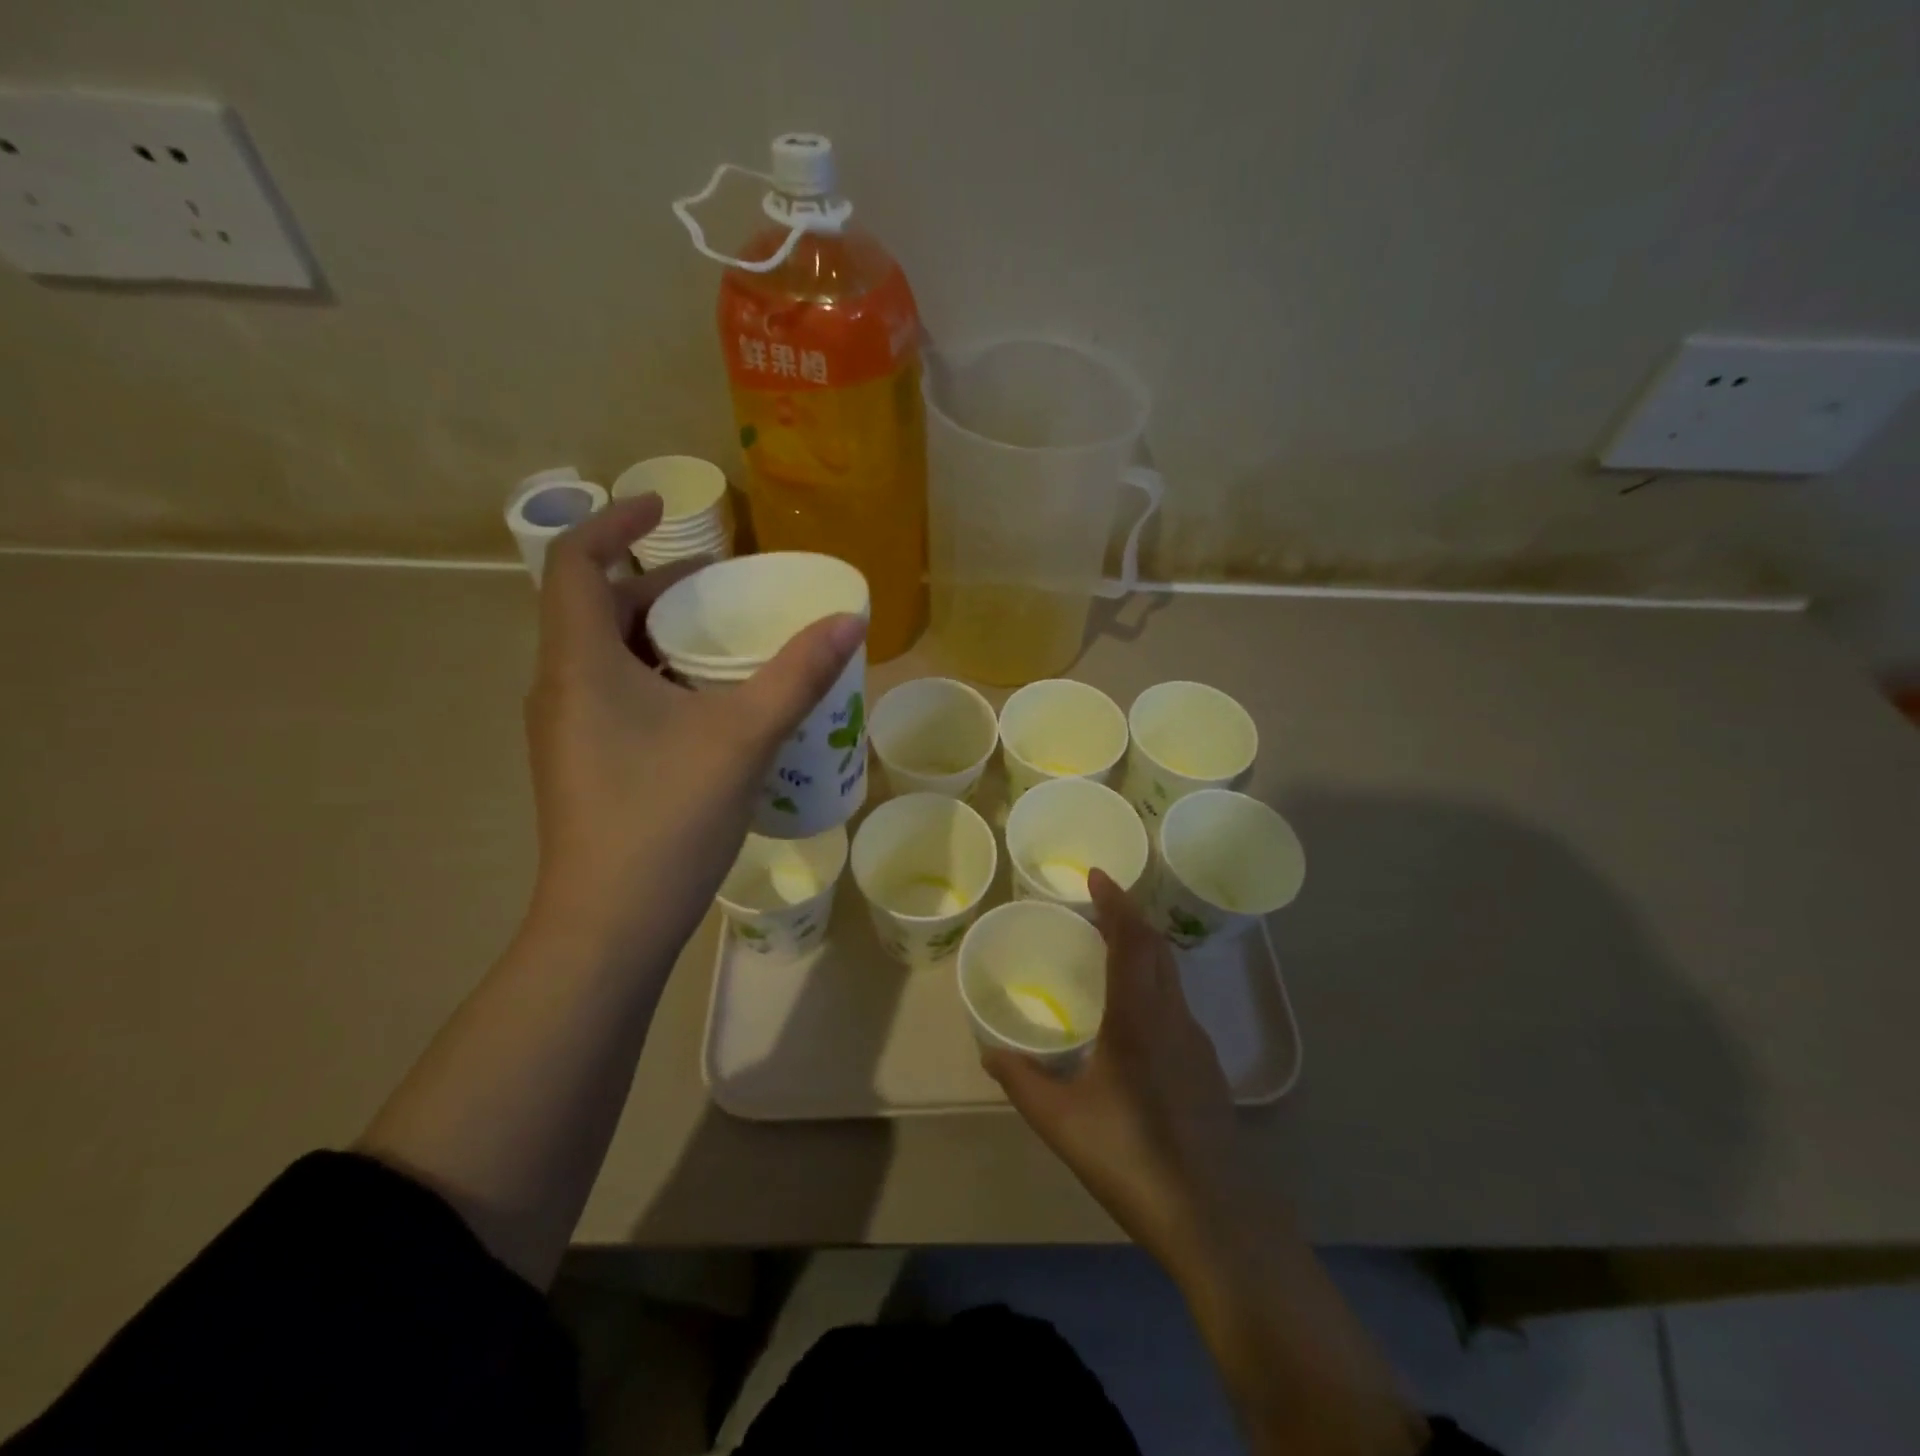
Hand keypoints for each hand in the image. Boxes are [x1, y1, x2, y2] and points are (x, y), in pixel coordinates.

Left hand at [522, 495, 863, 960]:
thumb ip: (797, 675)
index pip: (574, 562)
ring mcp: (567, 731)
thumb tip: (849, 620)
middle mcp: (560, 688)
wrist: (610, 925)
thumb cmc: (666, 817)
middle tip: (719, 588)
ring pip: (606, 656)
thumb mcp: (743, 737)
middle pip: (595, 607)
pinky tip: (708, 708)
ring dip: (659, 635)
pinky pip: (615, 696)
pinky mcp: (583, 765)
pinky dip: (657, 678)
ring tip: (722, 643)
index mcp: (580, 663)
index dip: (614, 522)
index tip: (664, 510)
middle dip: (654, 584)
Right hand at [984, 869, 1246, 1268]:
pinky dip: (1155, 985)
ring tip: (1113, 952)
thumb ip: (1022, 1082)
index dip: (1115, 902)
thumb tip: (989, 1054)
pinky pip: (1177, 1005)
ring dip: (1145, 950)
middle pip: (1157, 948)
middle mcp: (1172, 1016)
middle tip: (1099, 907)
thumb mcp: (1062, 1121)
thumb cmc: (1131, 1157)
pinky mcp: (1208, 1070)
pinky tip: (1137, 1018)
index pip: (1130, 939)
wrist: (1216, 1217)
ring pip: (1171, 976)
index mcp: (1137, 1016)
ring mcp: (1197, 1042)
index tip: (1098, 875)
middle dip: (1131, 918)